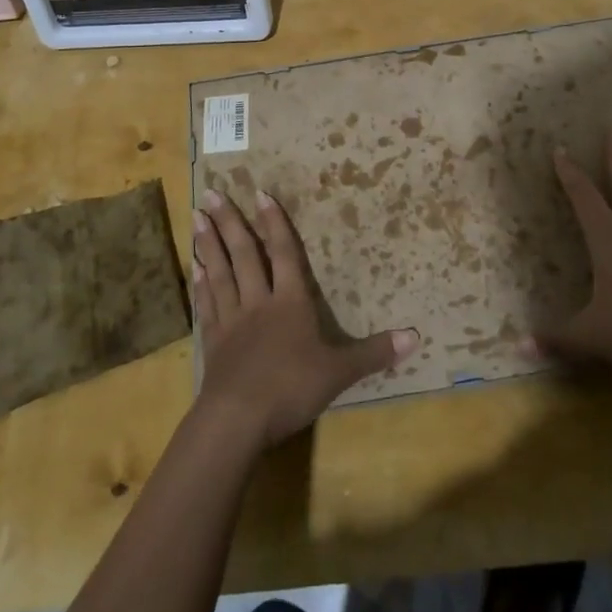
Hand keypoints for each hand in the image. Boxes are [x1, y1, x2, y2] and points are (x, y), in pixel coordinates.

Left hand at [190, 187, 418, 450]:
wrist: (238, 419)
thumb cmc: (291, 388)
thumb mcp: (339, 371)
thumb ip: (374, 353)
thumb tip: (416, 336)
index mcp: (290, 302)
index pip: (283, 253)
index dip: (274, 223)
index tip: (260, 193)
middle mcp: (258, 302)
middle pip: (243, 255)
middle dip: (230, 223)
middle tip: (212, 194)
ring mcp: (232, 320)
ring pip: (220, 273)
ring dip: (209, 244)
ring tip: (197, 218)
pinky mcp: (213, 342)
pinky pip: (207, 304)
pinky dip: (201, 284)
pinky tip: (195, 269)